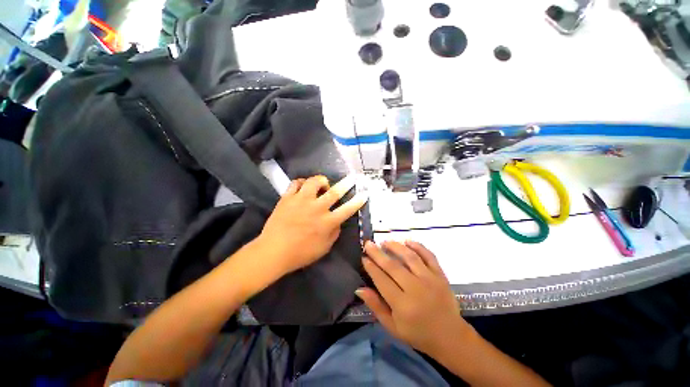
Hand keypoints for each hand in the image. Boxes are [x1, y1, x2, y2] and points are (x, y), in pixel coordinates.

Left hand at [258, 175, 367, 275]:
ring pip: (314, 182)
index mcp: (327, 222)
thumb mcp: (324, 248)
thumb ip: (334, 233)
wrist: (273, 251)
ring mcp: (301, 201)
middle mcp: (317, 208)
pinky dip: (301, 182)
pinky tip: (303, 186)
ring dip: (321, 180)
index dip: (358, 201)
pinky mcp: (287, 198)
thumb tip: (338, 221)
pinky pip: (295, 183)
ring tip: (323, 183)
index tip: (364, 193)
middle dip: (346, 183)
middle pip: (335, 192)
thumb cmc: (301, 253)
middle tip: (352, 177)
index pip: (347, 209)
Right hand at [356, 241, 473, 356]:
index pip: (382, 280)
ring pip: (410, 257)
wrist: (450, 336)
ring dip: (396, 246)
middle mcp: (415, 289)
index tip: (363, 257)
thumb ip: (376, 306)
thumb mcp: (392, 327)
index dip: (371, 267)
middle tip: (368, 243)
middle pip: (393, 266)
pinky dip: (418, 246)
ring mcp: (430, 280)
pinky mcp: (440, 275)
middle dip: (378, 253)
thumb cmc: (418, 333)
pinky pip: (429, 256)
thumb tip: (359, 289)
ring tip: (385, 241)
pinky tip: (407, 241)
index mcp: (402, 305)